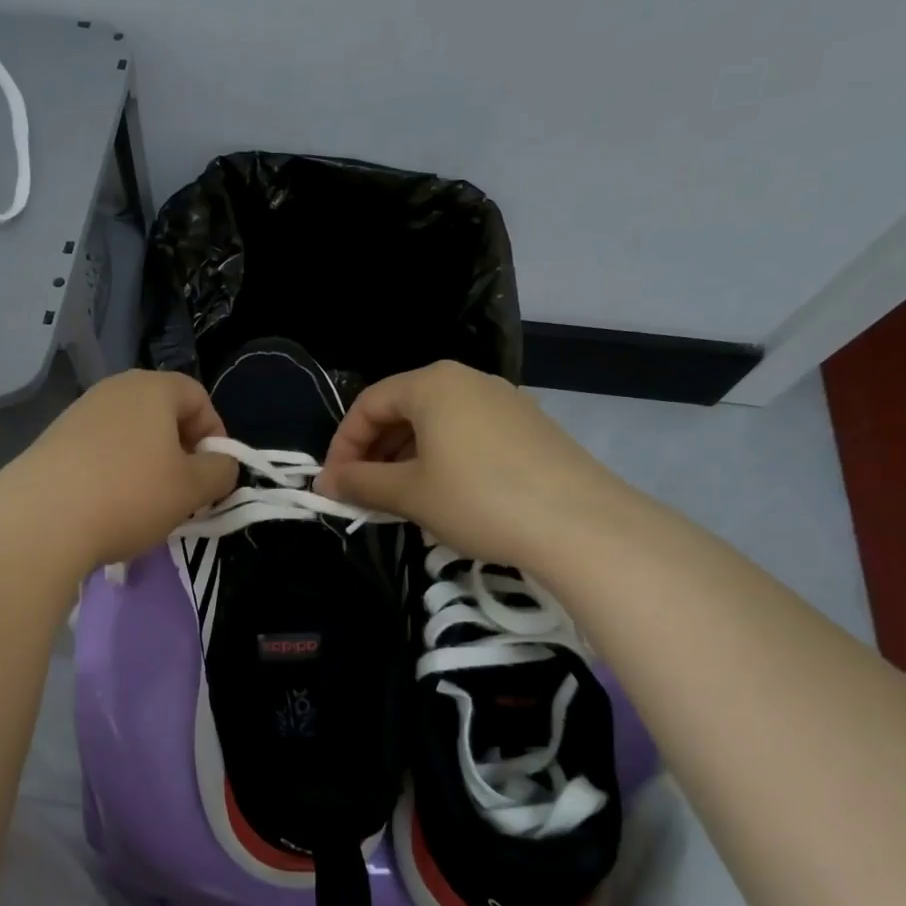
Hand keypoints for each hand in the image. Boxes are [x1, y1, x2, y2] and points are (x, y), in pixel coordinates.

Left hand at [0, 370, 237, 571]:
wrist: (40, 519)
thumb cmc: (130, 494)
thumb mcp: (192, 489)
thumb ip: (221, 472)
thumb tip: (222, 465)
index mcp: (152, 388)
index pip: (198, 396)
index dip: (215, 434)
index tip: (213, 474)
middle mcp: (114, 389)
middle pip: (162, 413)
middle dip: (180, 451)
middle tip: (184, 491)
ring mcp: (79, 412)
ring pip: (130, 434)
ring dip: (147, 464)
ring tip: (146, 504)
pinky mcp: (53, 440)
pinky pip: (99, 450)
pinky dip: (114, 472)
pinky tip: (108, 507)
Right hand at [313, 361, 627, 568]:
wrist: (582, 525)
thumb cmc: (478, 499)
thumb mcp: (410, 493)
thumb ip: (361, 483)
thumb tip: (323, 484)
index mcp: (432, 383)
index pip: (368, 404)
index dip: (343, 445)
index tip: (334, 485)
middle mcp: (468, 380)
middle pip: (403, 409)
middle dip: (374, 452)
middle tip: (362, 493)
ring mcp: (504, 401)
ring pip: (437, 423)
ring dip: (406, 458)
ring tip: (398, 499)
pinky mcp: (529, 427)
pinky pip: (468, 434)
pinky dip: (442, 459)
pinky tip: (444, 495)